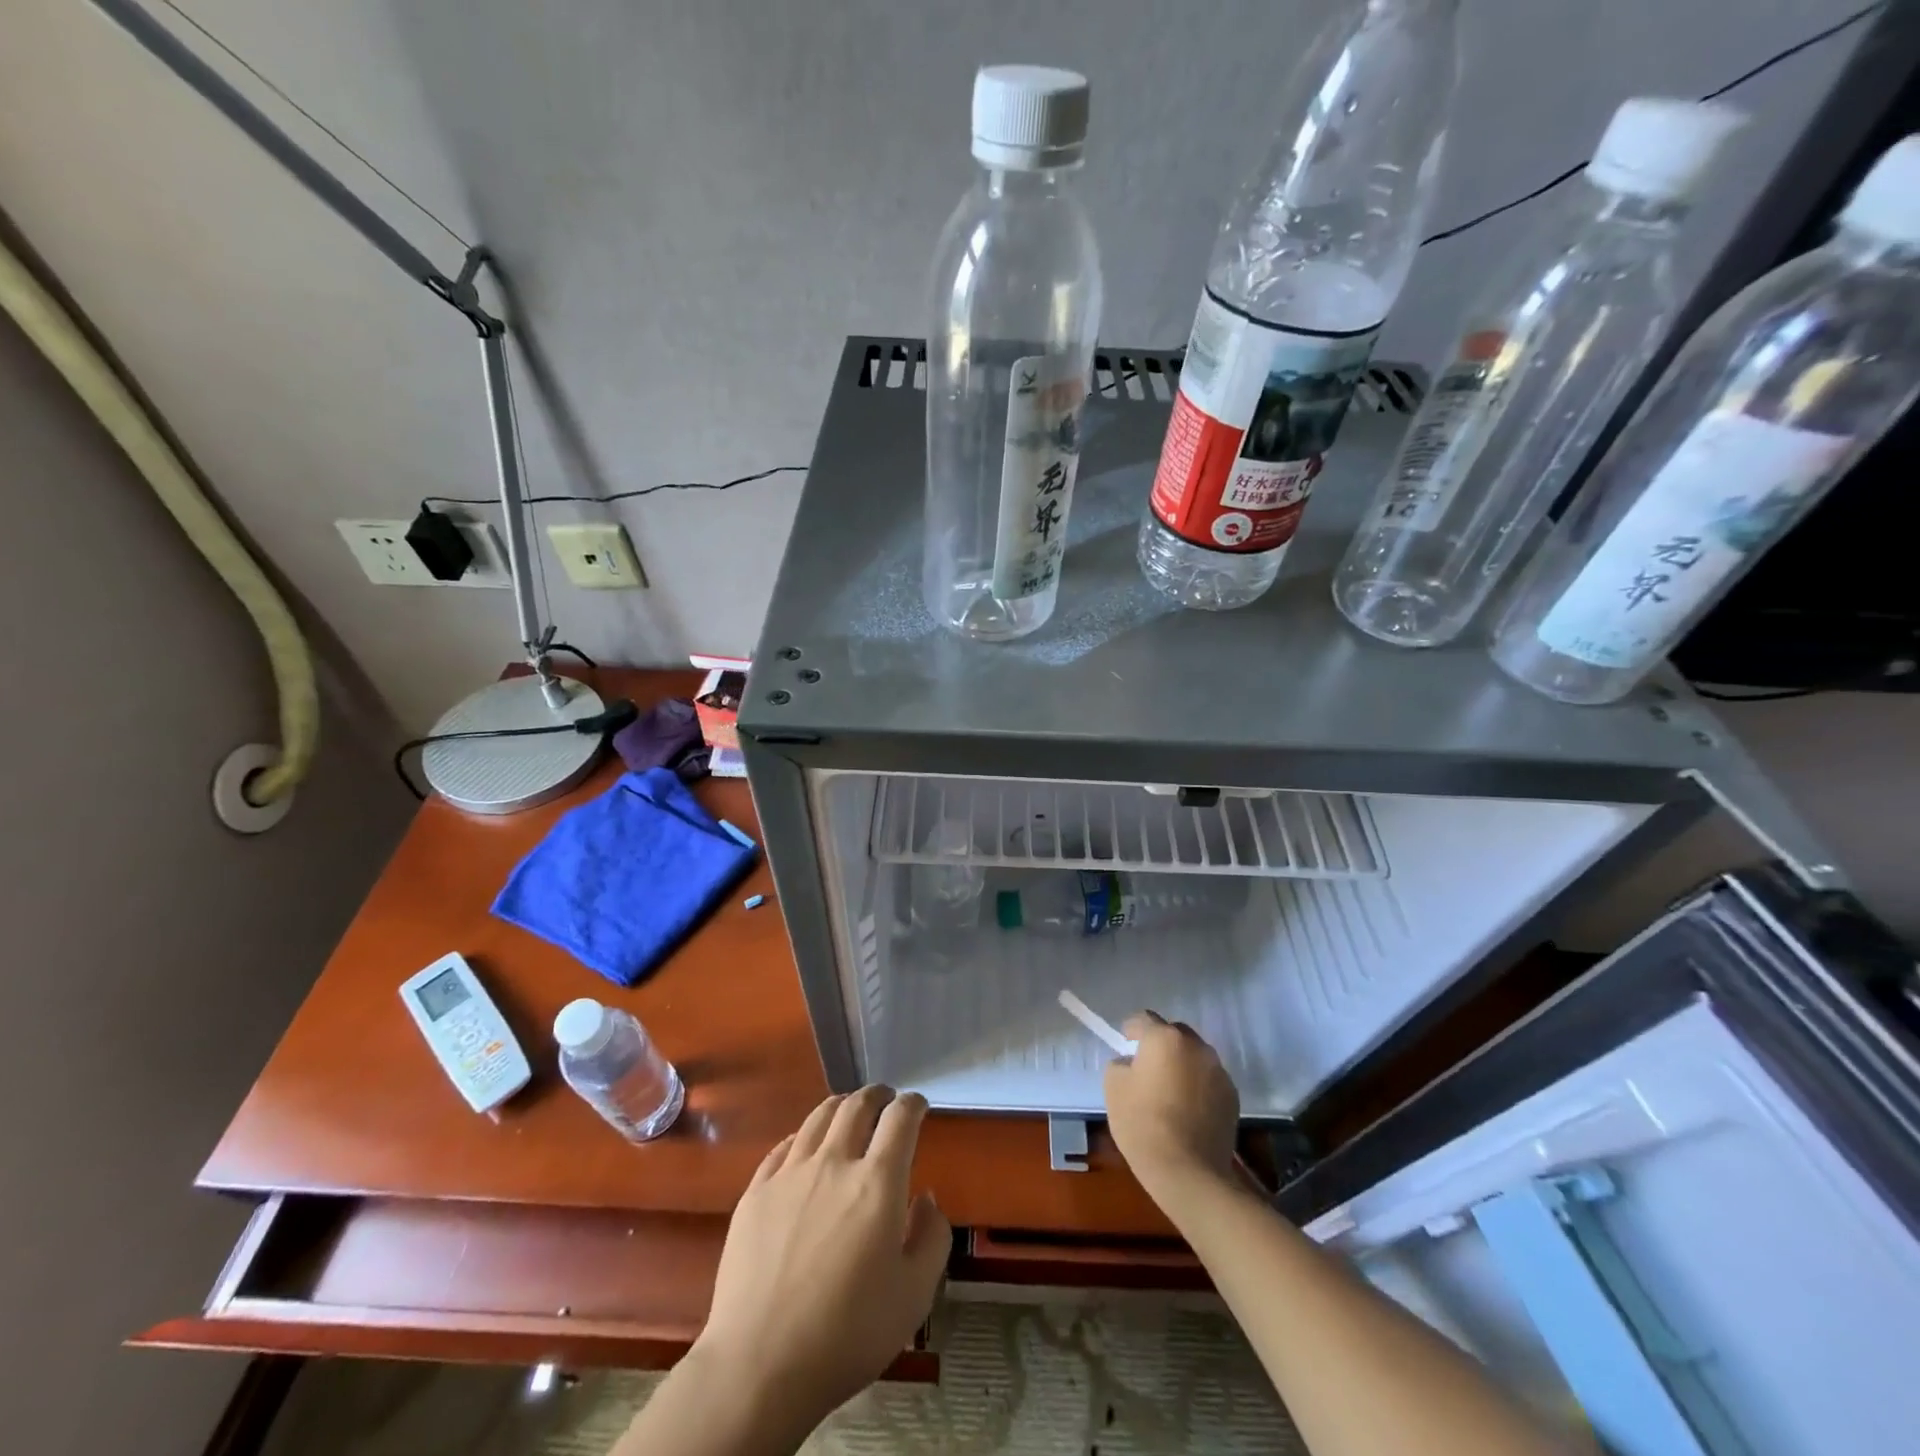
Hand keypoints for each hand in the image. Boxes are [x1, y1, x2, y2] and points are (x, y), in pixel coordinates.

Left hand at [694, 1087, 950, 1430]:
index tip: (918, 1105)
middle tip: (885, 1098)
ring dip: (840, 1106)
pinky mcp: (755, 1192)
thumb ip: (931, 1237)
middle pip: (856, 1106)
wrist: (759, 1365)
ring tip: (847, 1110)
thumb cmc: (848, 1334)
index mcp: (877, 1183)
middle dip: (876, 1095)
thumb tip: (925, 1198)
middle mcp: (833, 1163)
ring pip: (818, 1118)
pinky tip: (804, 1146)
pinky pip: (783, 1148)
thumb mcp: (914, 1296)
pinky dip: (802, 1137)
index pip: (900, 1119)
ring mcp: (789, 1174)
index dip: (912, 1104)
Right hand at [1104, 1012, 1240, 1200]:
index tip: (1125, 1046)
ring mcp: (1218, 1071)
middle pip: (1174, 1033)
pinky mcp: (1232, 1096)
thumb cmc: (1143, 1124)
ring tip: (1170, 1091)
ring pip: (1194, 1056)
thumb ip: (1121, 1064)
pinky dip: (1198, 1086)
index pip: (1144, 1019)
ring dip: (1182, 1064)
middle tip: (1147, 1069)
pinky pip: (1209, 1079)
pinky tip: (1188, 1110)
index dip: (1131, 1030)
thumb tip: (1132, 1063)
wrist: (1189, 1172)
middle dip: (1160, 1044)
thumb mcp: (1114, 1088)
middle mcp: (1196, 1046)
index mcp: (1165, 1038)